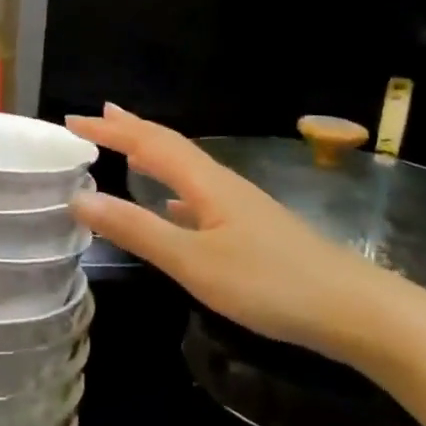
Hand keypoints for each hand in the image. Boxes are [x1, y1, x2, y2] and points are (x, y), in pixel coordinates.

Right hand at [66, 104, 414, 366]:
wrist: (352, 309)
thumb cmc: (269, 283)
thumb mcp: (194, 261)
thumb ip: (137, 230)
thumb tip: (79, 197)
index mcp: (205, 182)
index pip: (148, 142)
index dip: (110, 130)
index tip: (72, 121)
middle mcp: (220, 183)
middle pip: (169, 145)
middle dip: (130, 130)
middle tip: (96, 116)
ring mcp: (239, 205)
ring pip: (185, 168)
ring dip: (152, 154)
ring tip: (127, 148)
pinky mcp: (251, 229)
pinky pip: (199, 195)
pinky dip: (174, 190)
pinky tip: (174, 207)